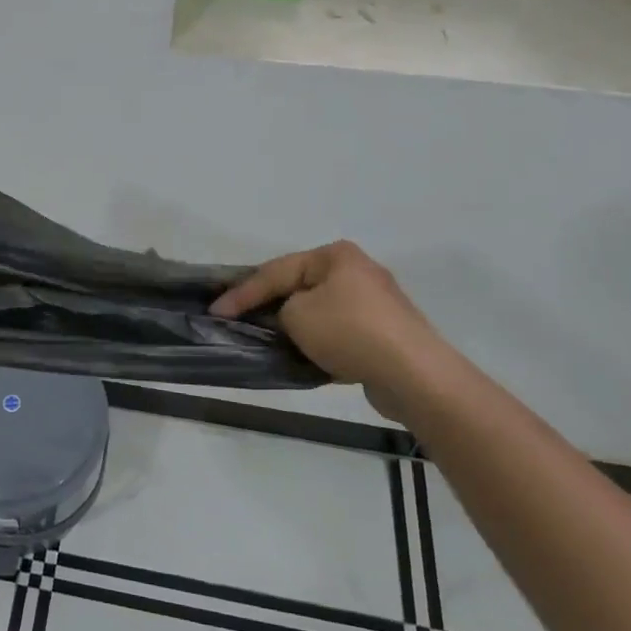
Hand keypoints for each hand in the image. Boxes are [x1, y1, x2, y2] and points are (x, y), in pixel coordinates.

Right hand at [211, 241, 450, 422]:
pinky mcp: (385, 334)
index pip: (276, 270)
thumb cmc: (349, 332)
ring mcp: (375, 303)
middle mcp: (356, 271)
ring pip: (320, 311)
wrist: (414, 375)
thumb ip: (279, 311)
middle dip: (270, 305)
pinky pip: (340, 333)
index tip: (216, 311)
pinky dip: (320, 342)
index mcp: (335, 255)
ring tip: (269, 339)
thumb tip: (288, 319)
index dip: (242, 293)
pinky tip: (304, 356)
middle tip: (239, 320)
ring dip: (296, 326)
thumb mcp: (297, 315)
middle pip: (299, 287)